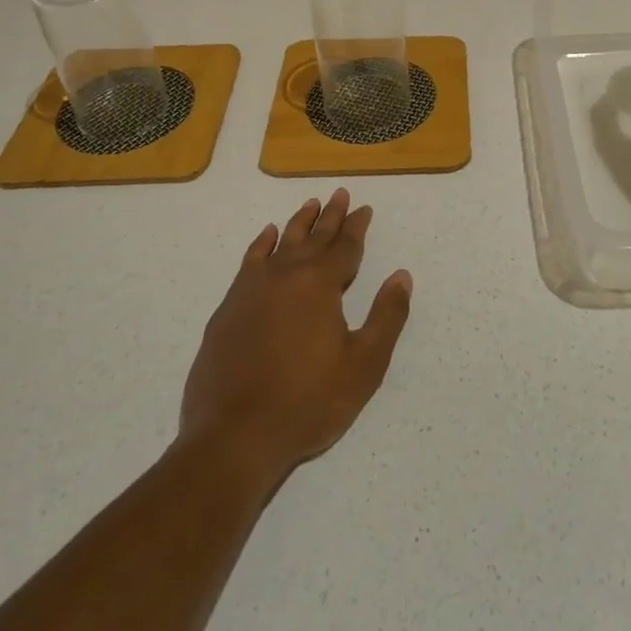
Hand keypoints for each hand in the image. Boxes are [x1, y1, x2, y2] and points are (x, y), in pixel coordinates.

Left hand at [179, 189, 411, 485]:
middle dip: (330, 216)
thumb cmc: (307, 402)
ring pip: (281, 243)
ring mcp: (252, 289)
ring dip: (298, 223)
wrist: (234, 436)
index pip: (345, 247)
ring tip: (310, 204)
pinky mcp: (229, 308)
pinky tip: (266, 236)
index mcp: (320, 284)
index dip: (357, 227)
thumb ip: (387, 316)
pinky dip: (261, 244)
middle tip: (340, 194)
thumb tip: (401, 276)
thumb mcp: (364, 365)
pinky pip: (250, 261)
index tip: (364, 209)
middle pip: (313, 237)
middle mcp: (286, 275)